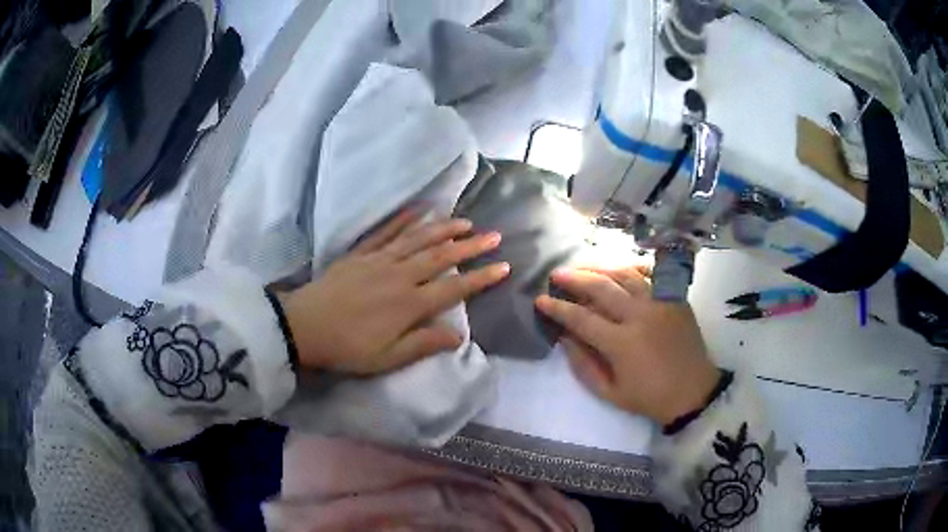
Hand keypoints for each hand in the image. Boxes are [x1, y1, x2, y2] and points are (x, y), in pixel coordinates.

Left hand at [281, 210, 509, 374]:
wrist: (303, 327)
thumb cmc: (346, 348)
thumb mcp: (386, 358)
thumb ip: (423, 344)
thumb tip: (458, 336)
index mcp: (408, 305)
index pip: (454, 288)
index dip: (480, 277)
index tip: (503, 266)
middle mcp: (399, 276)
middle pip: (440, 257)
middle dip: (470, 246)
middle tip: (493, 234)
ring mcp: (379, 260)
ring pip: (417, 239)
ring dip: (443, 228)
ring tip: (465, 220)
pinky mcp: (361, 253)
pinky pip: (385, 231)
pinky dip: (403, 219)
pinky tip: (419, 209)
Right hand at [535, 266, 719, 424]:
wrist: (692, 391)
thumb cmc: (649, 397)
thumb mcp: (610, 392)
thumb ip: (583, 365)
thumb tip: (565, 338)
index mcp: (622, 343)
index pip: (582, 318)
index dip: (558, 308)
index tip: (541, 300)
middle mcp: (640, 316)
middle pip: (601, 288)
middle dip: (575, 278)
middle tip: (557, 274)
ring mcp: (660, 303)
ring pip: (626, 274)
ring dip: (601, 268)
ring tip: (583, 266)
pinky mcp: (675, 298)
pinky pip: (653, 274)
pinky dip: (635, 267)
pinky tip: (621, 267)